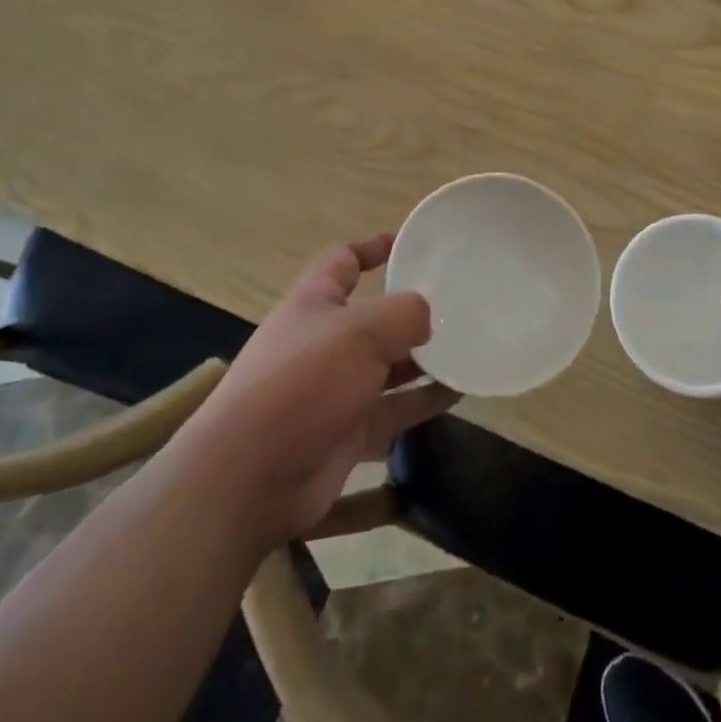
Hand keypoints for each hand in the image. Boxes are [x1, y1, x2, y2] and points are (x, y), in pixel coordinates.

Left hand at [203, 234, 456, 549]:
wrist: (249, 478)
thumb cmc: (303, 382)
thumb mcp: (359, 331)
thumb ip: (404, 313)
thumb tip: (426, 319)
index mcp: (315, 302)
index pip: (344, 261)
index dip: (374, 247)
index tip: (412, 243)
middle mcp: (325, 341)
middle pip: (374, 316)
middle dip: (412, 310)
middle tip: (460, 302)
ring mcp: (336, 389)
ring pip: (390, 365)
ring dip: (426, 357)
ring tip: (471, 345)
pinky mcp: (348, 431)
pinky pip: (395, 408)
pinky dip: (425, 400)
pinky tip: (460, 391)